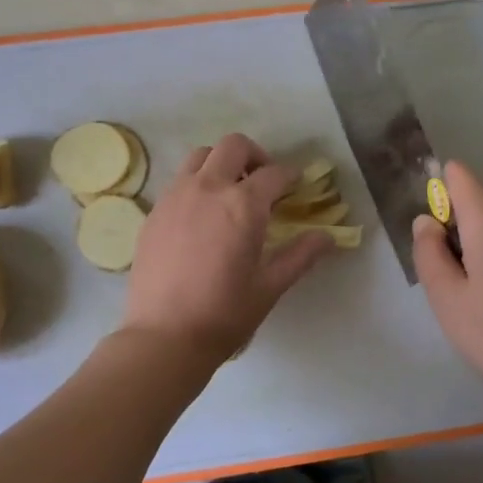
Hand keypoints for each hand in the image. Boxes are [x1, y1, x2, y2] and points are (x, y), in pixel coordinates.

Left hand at [122, 133, 334, 364]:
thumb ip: (301, 255)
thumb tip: (328, 236)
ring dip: (221, 164)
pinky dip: (197, 184)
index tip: (296, 185)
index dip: (291, 177)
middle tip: (263, 183)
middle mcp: (208, 188)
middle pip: (234, 146)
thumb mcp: (270, 286)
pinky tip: (202, 216)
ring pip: (200, 156)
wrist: (164, 336)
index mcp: (243, 205)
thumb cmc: (225, 314)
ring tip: (229, 193)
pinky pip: (179, 181)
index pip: (274, 174)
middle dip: (255, 156)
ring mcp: (175, 196)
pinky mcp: (154, 212)